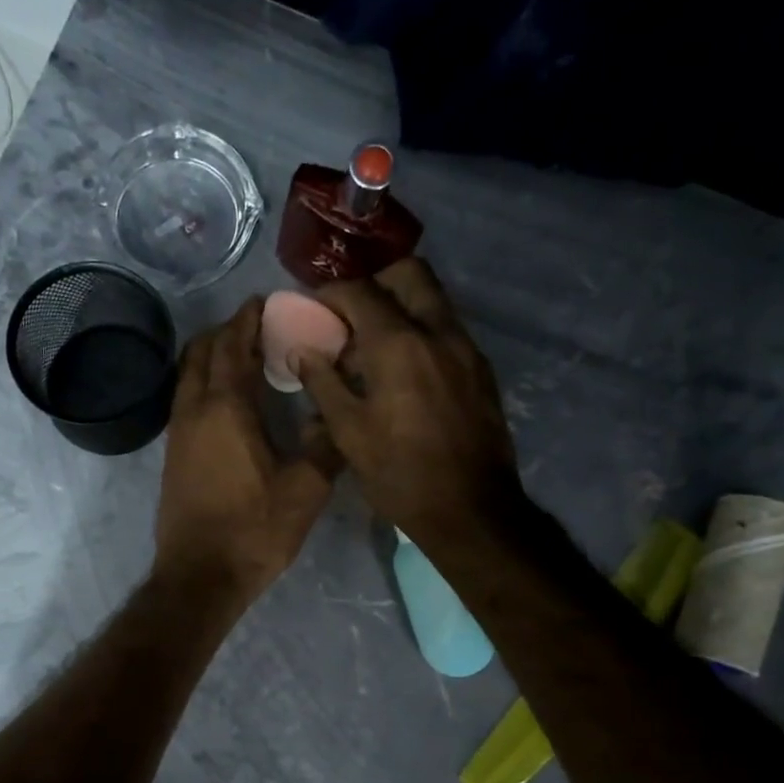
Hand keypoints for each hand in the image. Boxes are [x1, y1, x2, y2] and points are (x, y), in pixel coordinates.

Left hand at [155, 299, 342, 605]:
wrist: (200, 576)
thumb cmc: (254, 530)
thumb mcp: (306, 489)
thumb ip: (326, 444)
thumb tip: (337, 416)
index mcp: (226, 407)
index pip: (233, 345)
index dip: (248, 319)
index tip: (265, 301)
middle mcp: (194, 410)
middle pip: (202, 352)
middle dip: (228, 331)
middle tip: (260, 326)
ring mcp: (178, 433)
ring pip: (189, 375)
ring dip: (212, 356)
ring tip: (245, 357)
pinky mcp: (173, 455)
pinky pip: (186, 399)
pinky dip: (205, 383)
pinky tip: (230, 400)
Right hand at [294, 258, 527, 555]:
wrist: (470, 509)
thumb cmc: (399, 474)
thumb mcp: (349, 433)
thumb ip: (323, 383)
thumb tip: (303, 352)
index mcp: (398, 345)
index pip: (360, 292)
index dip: (330, 292)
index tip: (312, 305)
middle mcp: (437, 332)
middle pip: (408, 273)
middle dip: (374, 281)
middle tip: (349, 311)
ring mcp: (466, 348)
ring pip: (433, 299)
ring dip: (400, 304)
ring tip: (372, 342)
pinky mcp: (480, 369)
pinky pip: (447, 329)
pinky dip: (421, 330)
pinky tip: (402, 367)